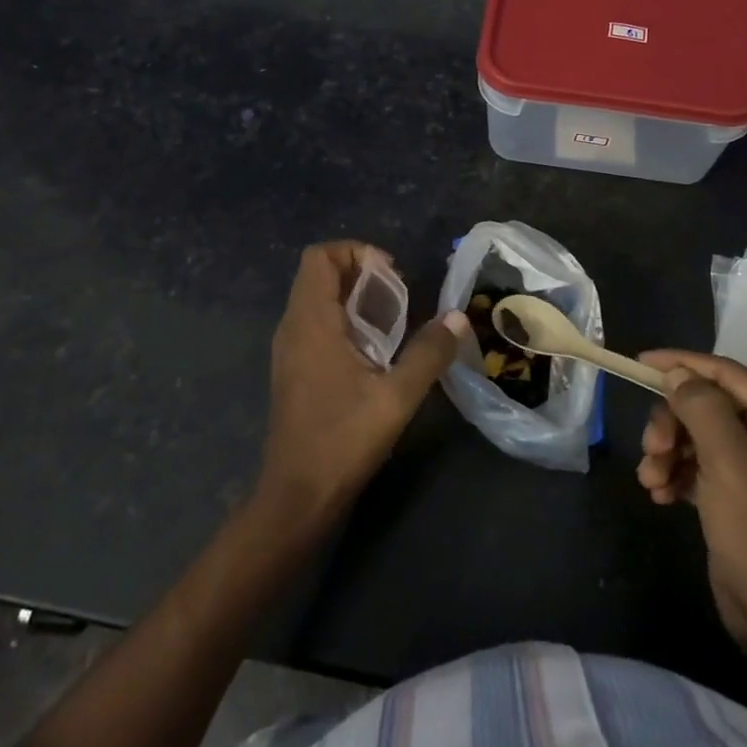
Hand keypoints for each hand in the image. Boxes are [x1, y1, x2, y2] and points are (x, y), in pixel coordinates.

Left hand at [261, 241, 465, 522]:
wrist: (298, 495)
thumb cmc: (343, 439)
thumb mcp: (397, 396)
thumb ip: (429, 353)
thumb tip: (458, 318)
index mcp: (311, 322)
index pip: (320, 257)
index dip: (356, 252)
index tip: (391, 273)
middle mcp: (293, 327)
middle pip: (318, 274)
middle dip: (360, 272)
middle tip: (399, 294)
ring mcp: (289, 350)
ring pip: (316, 300)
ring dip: (353, 297)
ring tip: (392, 320)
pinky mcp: (293, 371)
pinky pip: (315, 325)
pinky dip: (343, 321)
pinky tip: (373, 351)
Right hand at [637, 351, 746, 650]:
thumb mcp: (731, 465)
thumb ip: (702, 409)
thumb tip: (677, 373)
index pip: (725, 373)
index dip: (682, 364)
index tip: (639, 364)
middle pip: (704, 405)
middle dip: (671, 423)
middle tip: (652, 449)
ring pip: (693, 435)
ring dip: (666, 452)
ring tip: (652, 480)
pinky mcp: (731, 494)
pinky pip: (693, 466)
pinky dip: (673, 474)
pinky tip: (660, 495)